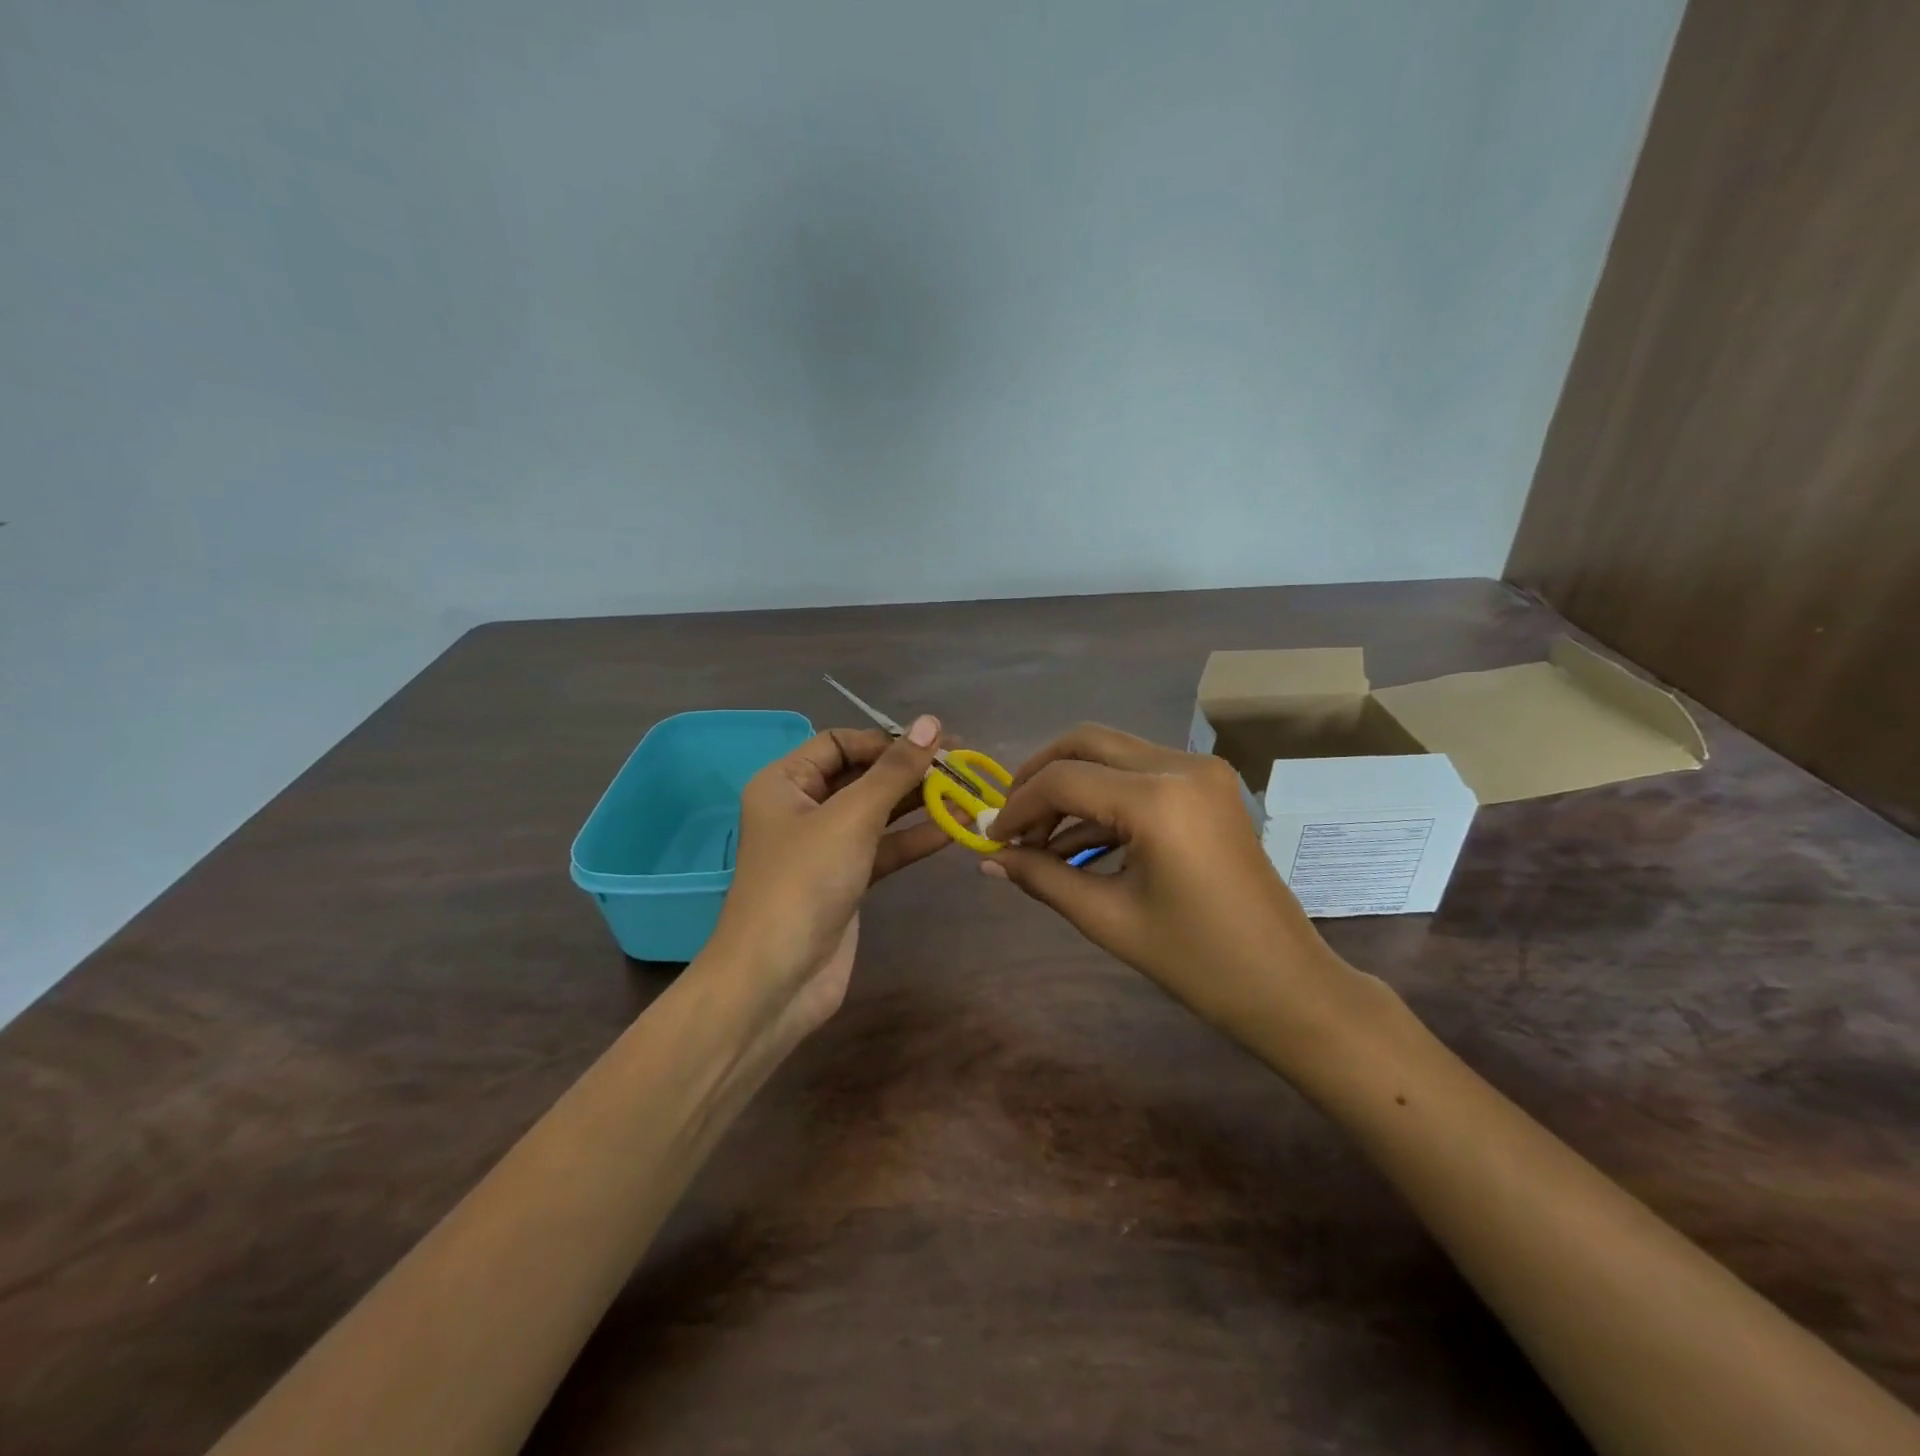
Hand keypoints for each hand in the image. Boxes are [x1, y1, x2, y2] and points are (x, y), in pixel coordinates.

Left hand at [708, 717, 950, 1036]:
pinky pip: (884, 848)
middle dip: (909, 770)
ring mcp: (825, 848)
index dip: (885, 740)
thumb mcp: (851, 817)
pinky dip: (915, 838)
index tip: (932, 744)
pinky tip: (955, 828)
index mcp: (785, 783)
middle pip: (862, 776)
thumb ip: (893, 771)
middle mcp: (802, 809)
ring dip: (920, 803)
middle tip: (962, 763)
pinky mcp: (846, 881)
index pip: (839, 743)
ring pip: (877, 814)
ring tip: (969, 791)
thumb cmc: (804, 883)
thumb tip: (930, 722)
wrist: (776, 980)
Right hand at [981, 724, 1373, 1057]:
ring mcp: (1201, 772)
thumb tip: (988, 859)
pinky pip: (1139, 775)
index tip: (990, 838)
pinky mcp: (1209, 786)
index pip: (1064, 780)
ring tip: (1037, 840)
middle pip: (1086, 743)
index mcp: (1159, 799)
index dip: (1018, 806)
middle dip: (1039, 777)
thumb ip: (1042, 877)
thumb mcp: (1108, 918)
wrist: (1287, 985)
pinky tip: (1076, 843)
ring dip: (1070, 787)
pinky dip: (1103, 799)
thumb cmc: (1198, 962)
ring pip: (1112, 753)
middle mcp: (1182, 766)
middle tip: (1009, 820)